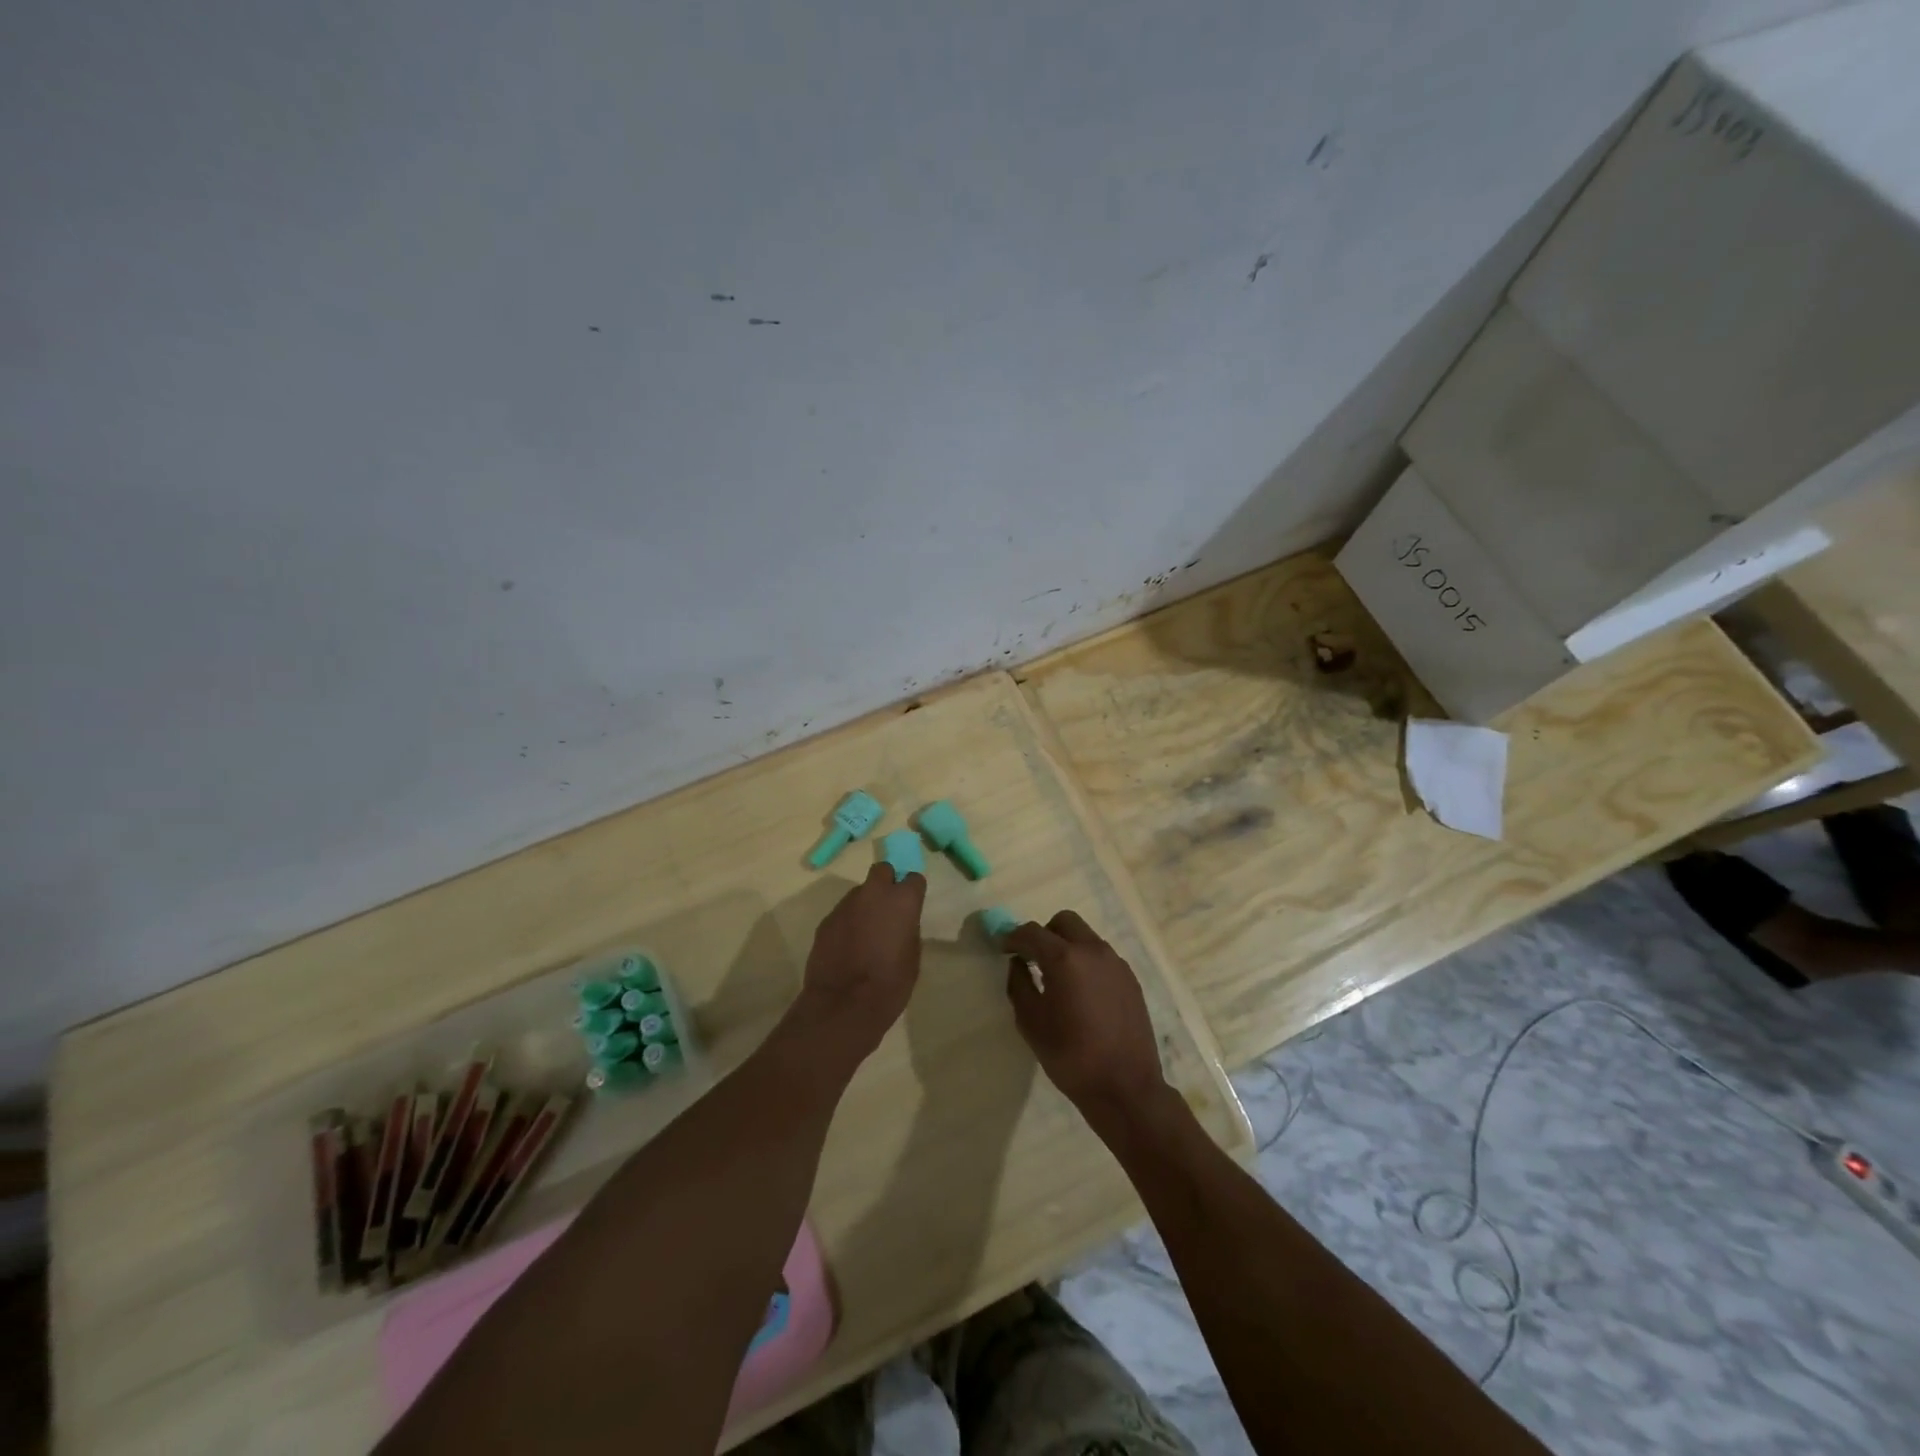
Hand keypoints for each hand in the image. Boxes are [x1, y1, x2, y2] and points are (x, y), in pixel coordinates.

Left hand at [793, 862, 926, 1060]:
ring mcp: (846, 905)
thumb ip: (908, 929)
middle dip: (886, 884)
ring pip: (859, 893)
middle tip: (887, 909)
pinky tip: (848, 946)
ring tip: (865, 934)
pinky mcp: (826, 920)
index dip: (912, 892)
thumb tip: (901, 922)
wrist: (844, 1004)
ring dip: (865, 906)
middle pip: (882, 871)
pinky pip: (842, 913)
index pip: (913, 878)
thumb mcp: (913, 956)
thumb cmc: (890, 983)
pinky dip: (847, 923)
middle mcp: (873, 893)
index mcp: (902, 900)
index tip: (911, 907)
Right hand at [1003, 911, 1169, 1126]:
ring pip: (1085, 937)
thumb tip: (1018, 963)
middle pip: (1064, 922)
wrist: (1125, 1088)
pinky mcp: (1130, 979)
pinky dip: (1086, 962)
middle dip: (1044, 934)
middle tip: (1032, 958)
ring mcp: (1116, 963)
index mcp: (1065, 959)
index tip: (1002, 947)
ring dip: (1067, 946)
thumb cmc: (1070, 1057)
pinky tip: (1081, 993)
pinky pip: (1101, 957)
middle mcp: (1093, 951)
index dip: (1013, 937)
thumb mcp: (1031, 1023)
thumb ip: (1019, 984)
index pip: (1032, 932)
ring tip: (1058, 978)